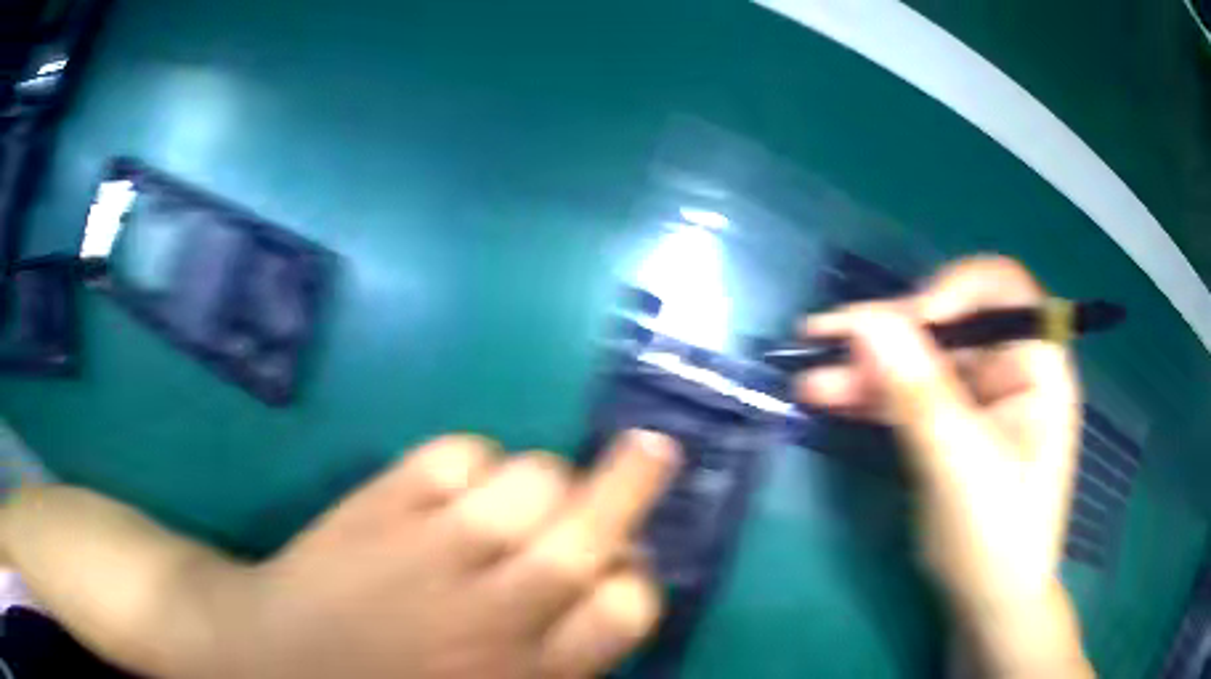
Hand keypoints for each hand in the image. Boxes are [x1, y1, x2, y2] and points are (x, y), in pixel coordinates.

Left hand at [202, 431, 678, 678]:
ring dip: (543, 478)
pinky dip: (473, 459)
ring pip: (530, 478)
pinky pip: (456, 454)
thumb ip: (559, 659)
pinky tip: (456, 484)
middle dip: (633, 483)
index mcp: (524, 671)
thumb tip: (610, 593)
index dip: (637, 577)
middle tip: (654, 447)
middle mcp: (490, 610)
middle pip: (587, 531)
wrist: (273, 659)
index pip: (625, 608)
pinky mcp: (379, 506)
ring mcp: (431, 550)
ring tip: (523, 494)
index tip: (627, 564)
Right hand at [794, 256, 1090, 675]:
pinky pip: (911, 395)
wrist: (988, 605)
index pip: (1002, 288)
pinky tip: (831, 397)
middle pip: (949, 323)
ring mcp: (978, 399)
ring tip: (812, 377)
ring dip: (869, 367)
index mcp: (1038, 367)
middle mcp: (1010, 370)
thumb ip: (917, 391)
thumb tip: (866, 320)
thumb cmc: (995, 539)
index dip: (955, 288)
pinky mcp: (951, 425)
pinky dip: (873, 396)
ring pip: (921, 360)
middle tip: (827, 338)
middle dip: (890, 333)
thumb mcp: (959, 465)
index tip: (913, 321)